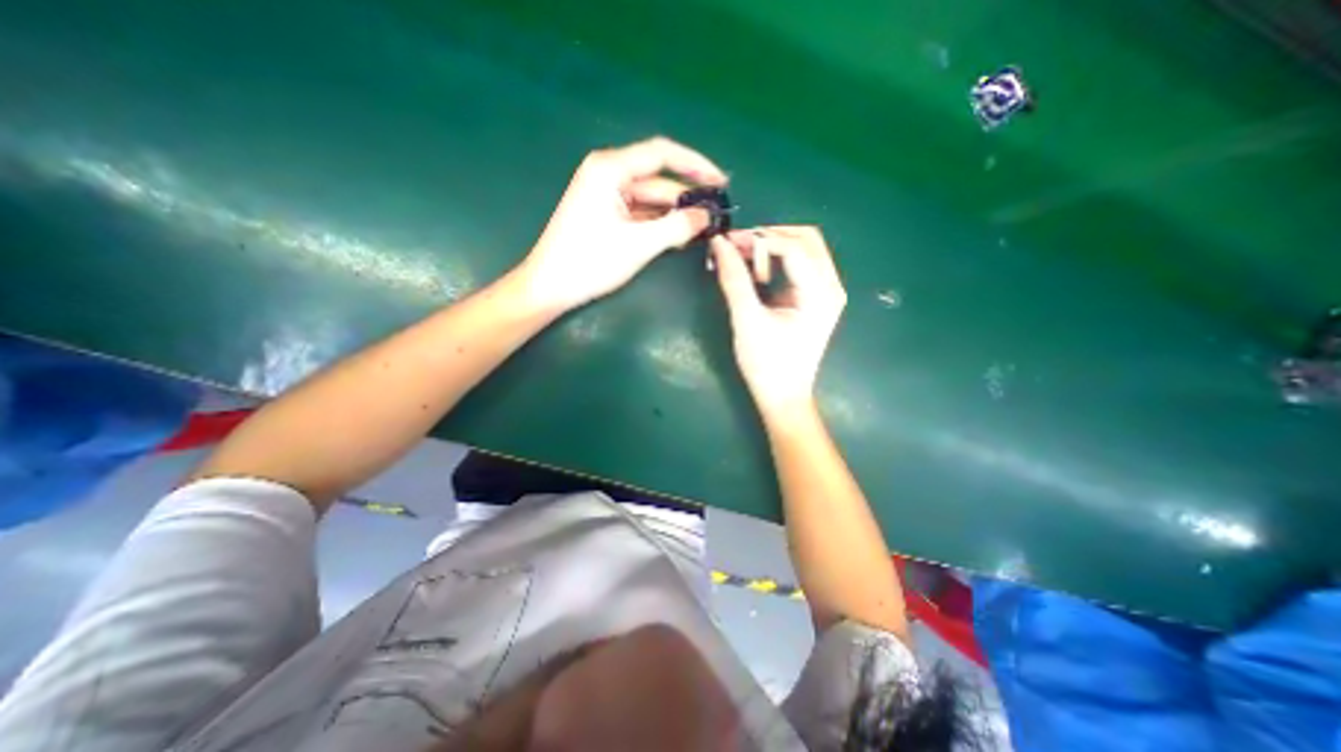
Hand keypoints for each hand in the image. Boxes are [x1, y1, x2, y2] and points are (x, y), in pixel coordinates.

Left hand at [516, 136, 729, 311]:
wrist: (551, 287)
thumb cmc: (590, 262)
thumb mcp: (638, 244)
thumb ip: (676, 227)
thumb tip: (706, 217)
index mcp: (610, 169)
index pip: (662, 154)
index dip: (695, 165)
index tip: (721, 182)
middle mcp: (608, 175)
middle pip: (658, 180)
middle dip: (687, 197)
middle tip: (716, 215)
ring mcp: (606, 196)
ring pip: (651, 200)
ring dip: (675, 214)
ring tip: (704, 229)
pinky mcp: (606, 215)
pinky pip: (641, 214)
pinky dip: (660, 224)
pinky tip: (680, 236)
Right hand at [705, 228, 840, 412]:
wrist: (783, 397)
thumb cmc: (767, 364)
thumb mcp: (747, 320)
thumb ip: (734, 279)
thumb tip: (720, 244)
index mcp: (820, 293)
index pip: (792, 247)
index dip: (758, 240)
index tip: (727, 243)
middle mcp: (831, 286)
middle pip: (805, 239)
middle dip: (768, 236)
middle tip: (736, 247)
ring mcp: (826, 292)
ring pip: (804, 248)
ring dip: (772, 246)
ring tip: (742, 258)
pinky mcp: (815, 299)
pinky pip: (800, 265)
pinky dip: (777, 260)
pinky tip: (756, 271)